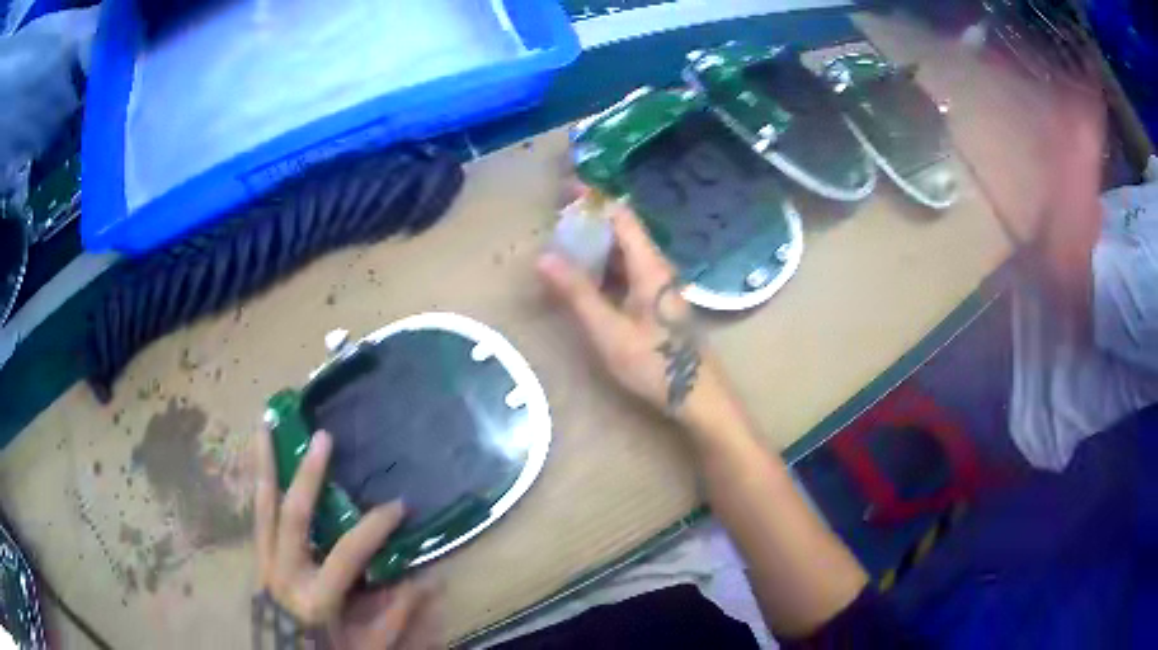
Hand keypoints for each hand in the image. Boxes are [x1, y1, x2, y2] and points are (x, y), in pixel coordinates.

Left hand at [253, 428, 441, 648]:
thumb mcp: (368, 644)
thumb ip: (395, 614)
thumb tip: (425, 579)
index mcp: (315, 596)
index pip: (347, 553)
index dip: (374, 527)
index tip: (400, 506)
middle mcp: (284, 572)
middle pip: (293, 516)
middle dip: (309, 475)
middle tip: (323, 438)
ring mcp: (264, 562)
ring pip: (262, 506)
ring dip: (264, 465)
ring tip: (265, 425)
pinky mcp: (258, 558)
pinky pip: (258, 516)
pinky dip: (260, 486)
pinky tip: (260, 462)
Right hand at [537, 199, 732, 431]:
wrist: (696, 396)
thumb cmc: (654, 364)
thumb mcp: (608, 330)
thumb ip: (577, 293)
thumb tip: (544, 256)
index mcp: (650, 266)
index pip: (621, 216)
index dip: (594, 199)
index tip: (564, 191)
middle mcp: (656, 268)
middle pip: (623, 231)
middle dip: (589, 222)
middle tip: (554, 222)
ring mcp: (658, 286)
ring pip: (624, 253)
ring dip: (595, 247)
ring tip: (561, 247)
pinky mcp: (656, 303)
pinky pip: (627, 273)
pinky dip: (603, 268)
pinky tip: (584, 280)